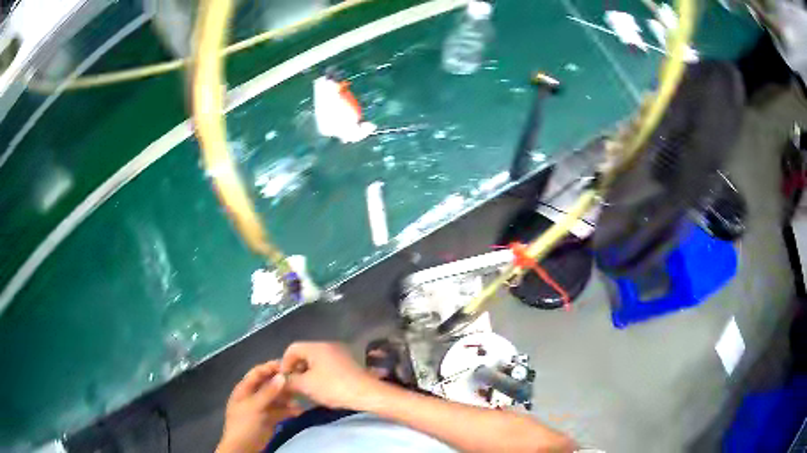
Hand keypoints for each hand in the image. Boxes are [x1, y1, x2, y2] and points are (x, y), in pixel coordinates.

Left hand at [217, 361, 302, 452]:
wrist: (243, 448)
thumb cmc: (244, 424)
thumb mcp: (254, 407)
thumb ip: (268, 392)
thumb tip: (282, 376)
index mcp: (244, 389)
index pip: (258, 373)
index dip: (271, 367)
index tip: (289, 365)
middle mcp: (253, 396)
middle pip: (269, 385)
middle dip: (283, 383)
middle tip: (301, 381)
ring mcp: (262, 408)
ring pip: (277, 399)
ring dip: (289, 398)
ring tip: (303, 398)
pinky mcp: (269, 419)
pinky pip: (280, 411)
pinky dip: (289, 410)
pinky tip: (300, 411)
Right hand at [280, 342, 381, 409]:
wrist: (367, 394)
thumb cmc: (333, 387)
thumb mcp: (306, 386)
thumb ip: (290, 381)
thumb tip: (282, 380)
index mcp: (317, 347)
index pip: (292, 348)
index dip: (284, 363)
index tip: (284, 379)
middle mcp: (328, 345)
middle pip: (305, 353)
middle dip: (296, 369)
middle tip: (294, 385)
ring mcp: (340, 353)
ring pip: (316, 360)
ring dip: (308, 373)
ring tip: (306, 388)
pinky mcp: (349, 363)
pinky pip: (328, 365)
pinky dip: (320, 374)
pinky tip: (321, 388)